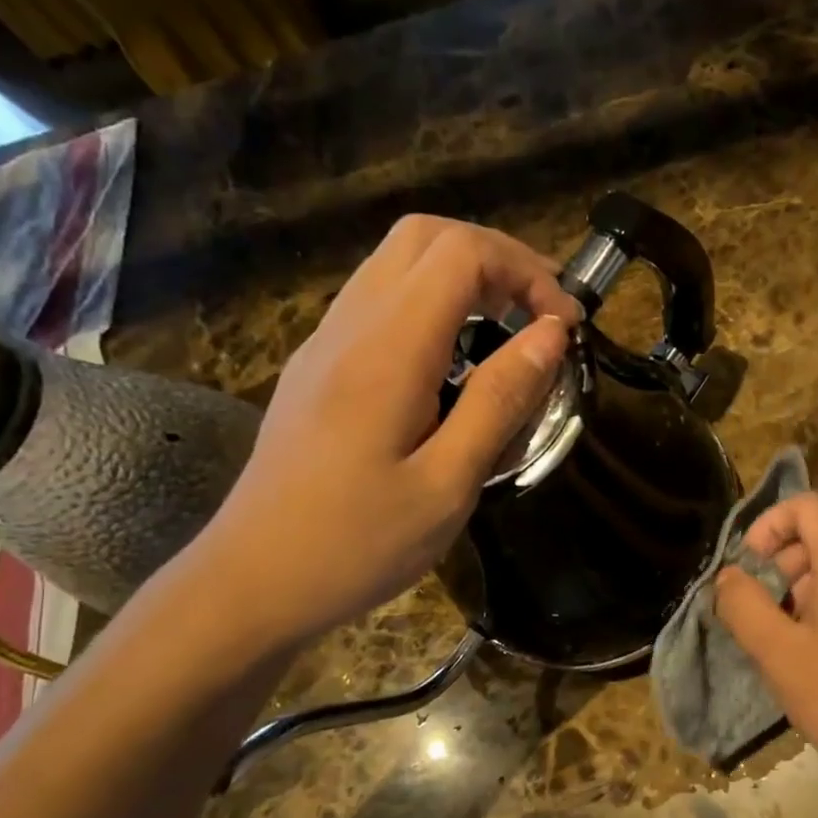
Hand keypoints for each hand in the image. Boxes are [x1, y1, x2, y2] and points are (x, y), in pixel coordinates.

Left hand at [196, 215, 579, 648]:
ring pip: (396, 263)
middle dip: (496, 259)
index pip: (460, 253)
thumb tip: (550, 335)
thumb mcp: (447, 485)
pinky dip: (431, 303)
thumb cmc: (357, 545)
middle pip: (424, 237)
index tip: (564, 326)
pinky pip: (378, 301)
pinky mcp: (317, 367)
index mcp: (386, 352)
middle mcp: (350, 328)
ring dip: (462, 276)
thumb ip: (501, 401)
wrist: (253, 581)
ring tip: (508, 331)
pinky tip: (454, 363)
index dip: (525, 271)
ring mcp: (325, 343)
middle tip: (539, 313)